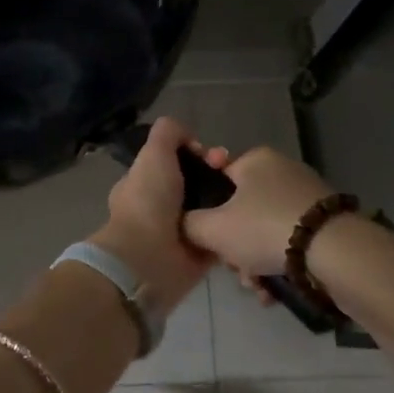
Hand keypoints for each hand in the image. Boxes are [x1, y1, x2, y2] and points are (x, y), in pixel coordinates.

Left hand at [90, 116, 227, 316]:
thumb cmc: (148, 202)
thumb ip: (168, 134)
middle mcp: (161, 206)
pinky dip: (233, 228)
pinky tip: (249, 217)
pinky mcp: (199, 255)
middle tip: (233, 173)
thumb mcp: (153, 154)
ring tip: (246, 194)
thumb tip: (190, 139)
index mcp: (144, 182)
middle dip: (217, 174)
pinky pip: (221, 236)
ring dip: (228, 200)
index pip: (174, 162)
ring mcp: (180, 231)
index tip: (212, 155)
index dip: (195, 153)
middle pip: (196, 183)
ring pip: (211, 208)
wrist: (150, 259)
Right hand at [179, 145, 333, 285]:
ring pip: (265, 231)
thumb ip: (189, 224)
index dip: (207, 209)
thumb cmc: (265, 229)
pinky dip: (279, 265)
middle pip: (241, 211)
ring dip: (254, 262)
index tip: (209, 236)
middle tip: (234, 270)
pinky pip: (290, 242)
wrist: (337, 252)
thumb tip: (185, 224)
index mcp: (255, 160)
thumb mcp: (213, 229)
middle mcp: (282, 171)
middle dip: (233, 247)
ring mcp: (307, 197)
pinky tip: (275, 292)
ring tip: (258, 288)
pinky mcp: (326, 223)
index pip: (218, 178)